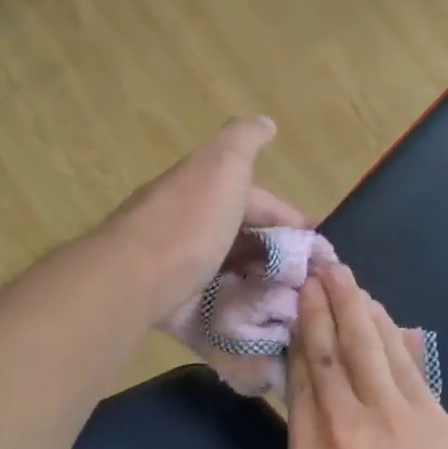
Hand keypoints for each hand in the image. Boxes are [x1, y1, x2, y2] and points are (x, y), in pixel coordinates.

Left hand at [105, 117, 305, 324]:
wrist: (132, 279)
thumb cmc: (188, 221)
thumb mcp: (223, 164)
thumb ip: (245, 140)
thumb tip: (265, 122)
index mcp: (201, 189)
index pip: (254, 200)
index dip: (286, 219)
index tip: (315, 249)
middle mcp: (188, 224)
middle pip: (241, 238)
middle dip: (274, 257)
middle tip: (307, 283)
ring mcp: (177, 268)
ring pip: (228, 274)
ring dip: (257, 287)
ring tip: (289, 306)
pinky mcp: (171, 305)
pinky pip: (211, 309)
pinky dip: (234, 314)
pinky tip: (258, 326)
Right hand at [285, 264, 447, 448]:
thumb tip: (316, 411)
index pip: (298, 386)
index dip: (296, 340)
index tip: (293, 308)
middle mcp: (341, 432)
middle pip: (326, 354)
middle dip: (319, 307)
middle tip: (314, 270)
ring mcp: (388, 418)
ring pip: (363, 346)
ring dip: (351, 305)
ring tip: (340, 274)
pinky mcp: (429, 414)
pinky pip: (399, 359)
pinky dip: (386, 329)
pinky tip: (378, 311)